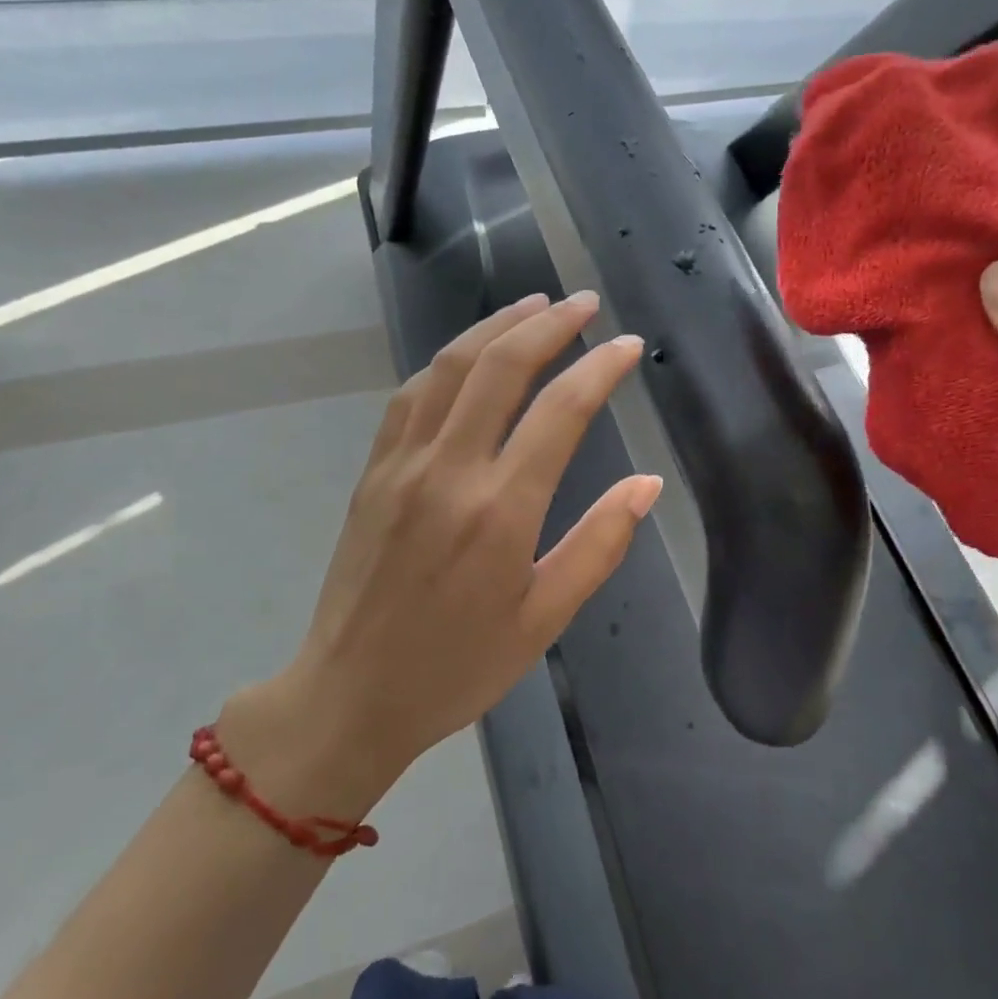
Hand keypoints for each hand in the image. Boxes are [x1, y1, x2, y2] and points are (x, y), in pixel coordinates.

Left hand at [229, 293, 660, 795]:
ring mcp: (402, 464)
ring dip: (494, 327)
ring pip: (449, 367)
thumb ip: (599, 545)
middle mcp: (448, 471)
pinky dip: (447, 362)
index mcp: (499, 511)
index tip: (628, 345)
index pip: (561, 412)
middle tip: (584, 303)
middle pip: (500, 367)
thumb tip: (647, 483)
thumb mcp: (544, 619)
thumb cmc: (457, 667)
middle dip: (548, 324)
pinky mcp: (373, 471)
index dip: (600, 368)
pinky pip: (410, 395)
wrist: (350, 695)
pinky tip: (468, 355)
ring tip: (533, 306)